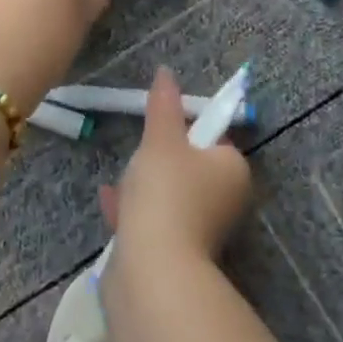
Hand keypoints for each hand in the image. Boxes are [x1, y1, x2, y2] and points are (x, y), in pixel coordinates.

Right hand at [101, 67, 251, 262]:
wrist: (153, 270)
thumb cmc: (166, 193)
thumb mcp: (161, 139)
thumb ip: (163, 105)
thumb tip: (166, 72)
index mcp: (233, 171)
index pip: (213, 139)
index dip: (185, 131)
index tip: (159, 131)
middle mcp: (225, 202)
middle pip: (189, 168)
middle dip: (158, 162)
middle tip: (138, 159)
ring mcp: (202, 232)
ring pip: (169, 198)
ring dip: (142, 188)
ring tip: (119, 183)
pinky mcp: (177, 256)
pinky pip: (154, 223)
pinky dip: (134, 212)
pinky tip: (109, 203)